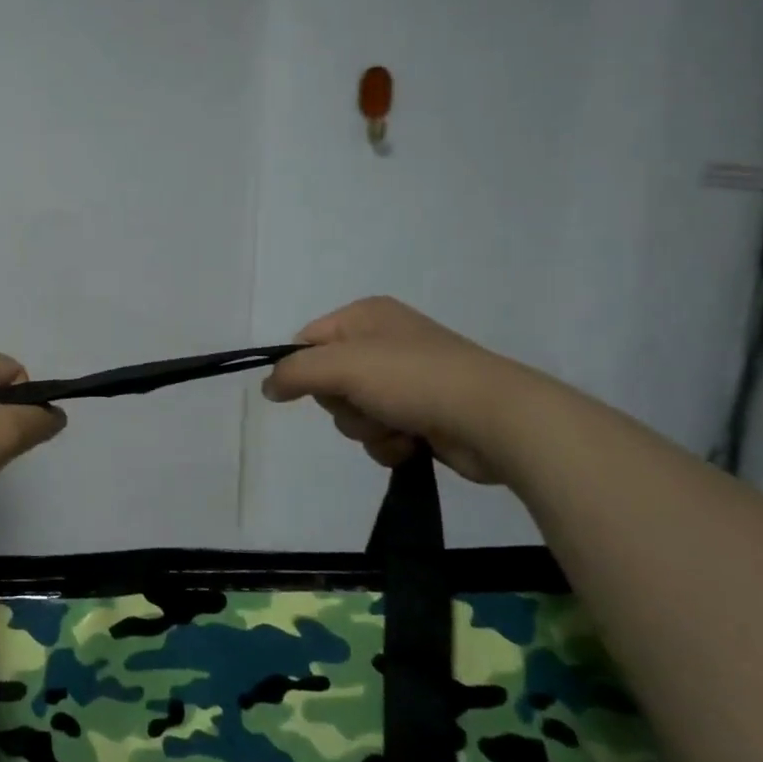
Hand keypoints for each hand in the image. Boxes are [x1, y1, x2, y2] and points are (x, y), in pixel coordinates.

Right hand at [261, 297, 533, 484]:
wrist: (495, 418)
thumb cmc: (413, 378)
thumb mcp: (342, 365)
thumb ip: (294, 372)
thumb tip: (267, 386)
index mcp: (365, 317)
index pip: (308, 340)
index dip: (303, 369)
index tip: (309, 390)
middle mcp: (383, 343)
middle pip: (327, 382)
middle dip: (343, 404)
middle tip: (366, 404)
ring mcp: (404, 381)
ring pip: (352, 414)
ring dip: (367, 428)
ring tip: (397, 426)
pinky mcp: (421, 416)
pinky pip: (379, 435)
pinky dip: (389, 444)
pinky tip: (412, 443)